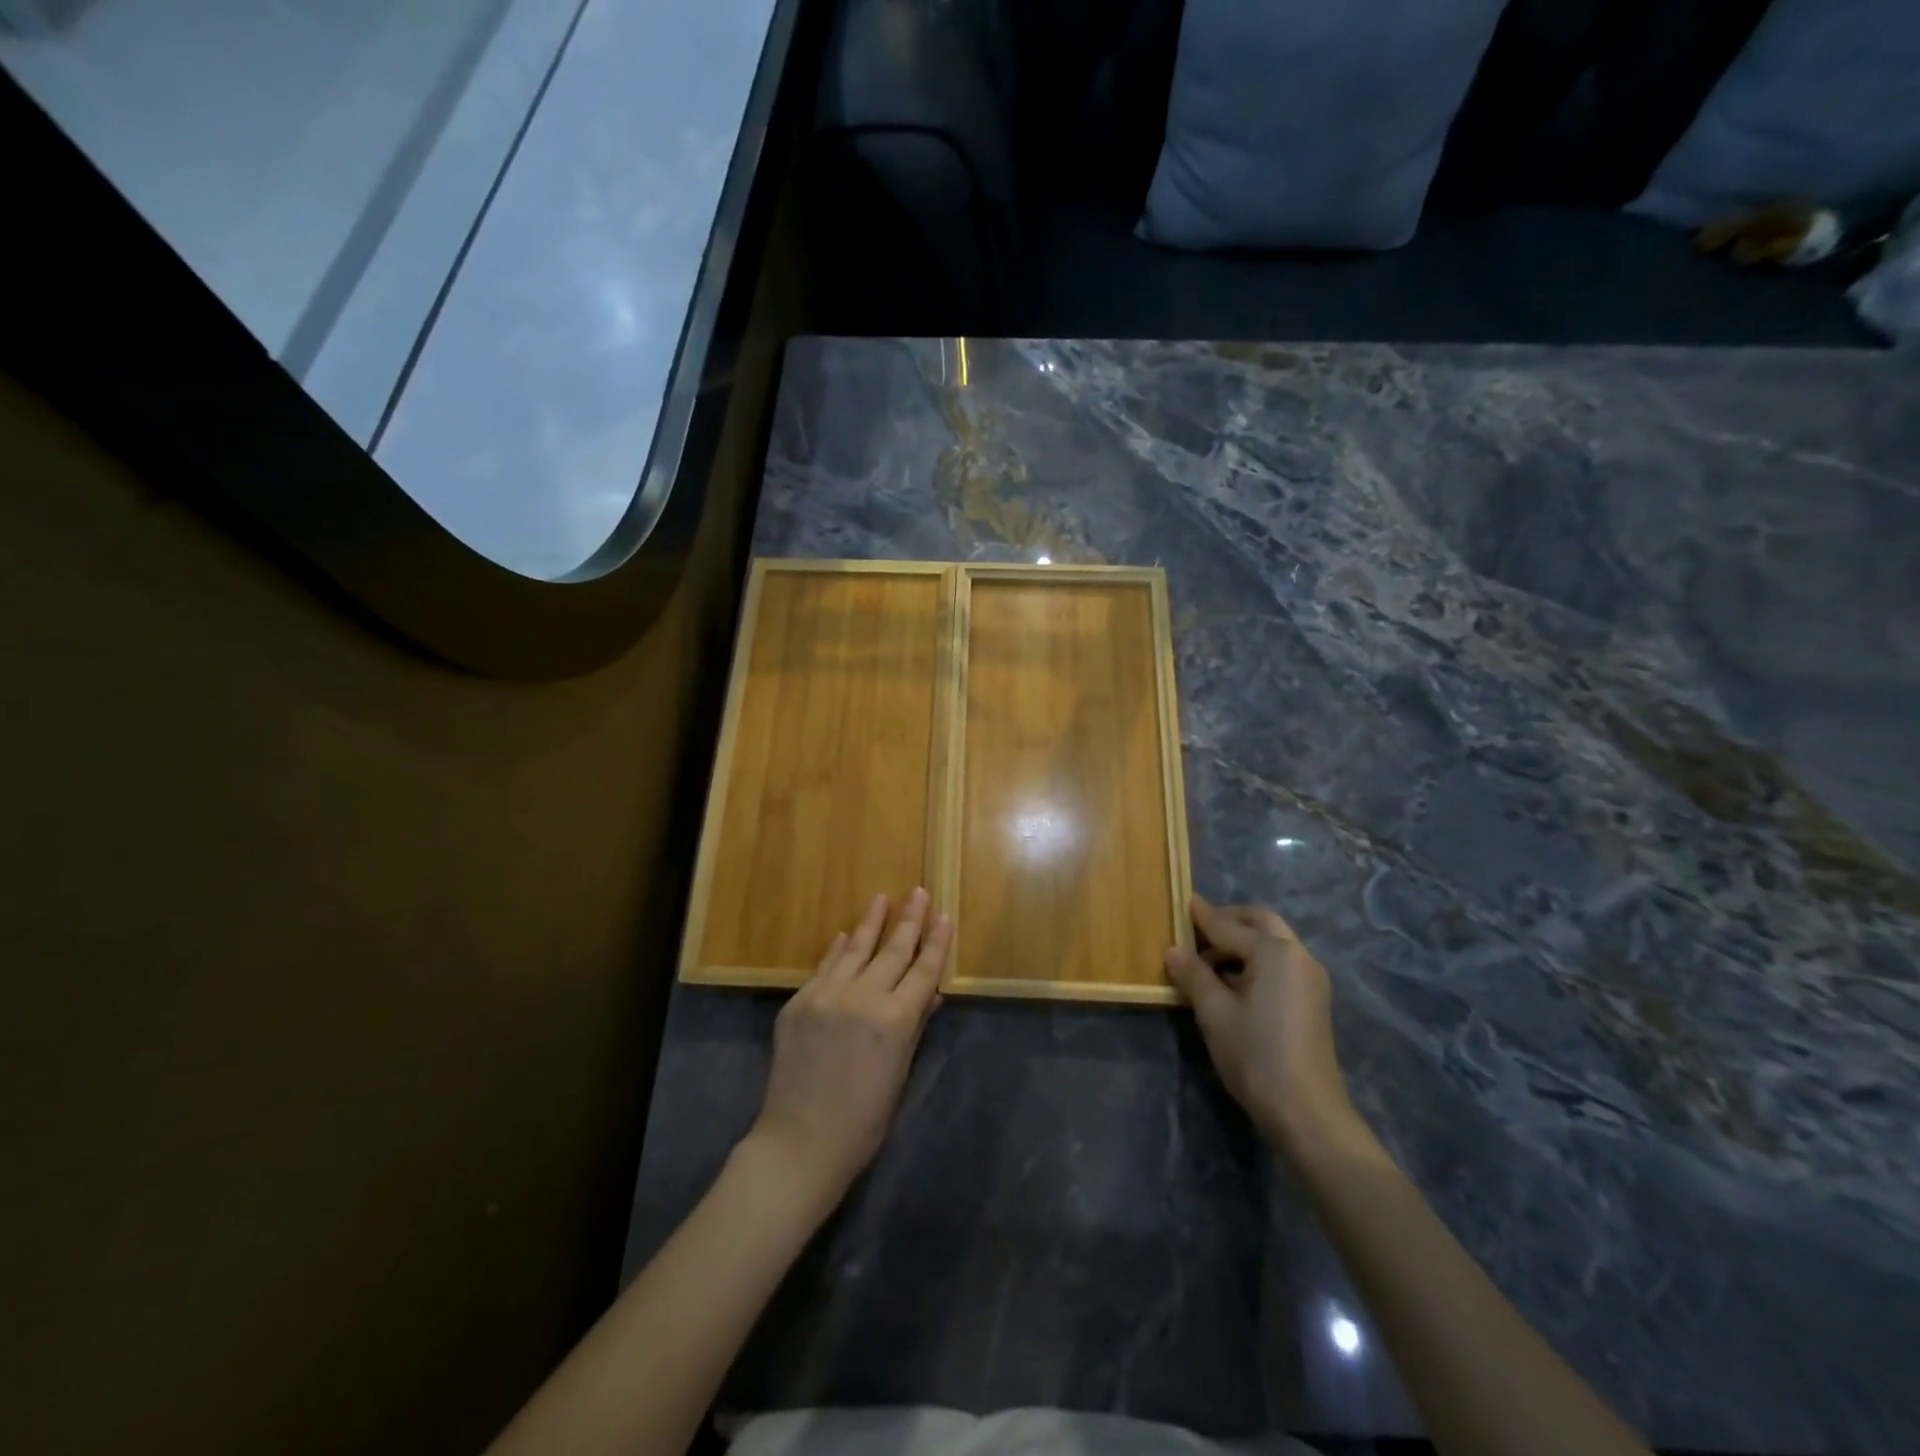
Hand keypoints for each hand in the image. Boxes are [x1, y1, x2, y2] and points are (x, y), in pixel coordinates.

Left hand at [747, 889, 950, 1206]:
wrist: (800, 1141)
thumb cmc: (863, 1119)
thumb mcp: (900, 1072)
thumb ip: (914, 1025)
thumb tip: (930, 992)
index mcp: (895, 1020)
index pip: (923, 970)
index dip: (936, 942)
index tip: (944, 916)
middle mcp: (862, 997)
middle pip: (892, 950)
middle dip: (909, 920)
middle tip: (919, 892)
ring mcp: (826, 995)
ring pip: (855, 949)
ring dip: (870, 922)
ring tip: (882, 898)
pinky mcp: (799, 1002)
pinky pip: (824, 967)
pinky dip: (838, 950)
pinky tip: (845, 935)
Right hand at [1165, 895, 1358, 1156]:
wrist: (1306, 1112)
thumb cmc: (1255, 1055)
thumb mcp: (1214, 1013)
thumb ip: (1193, 975)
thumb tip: (1174, 950)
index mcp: (1275, 952)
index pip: (1228, 927)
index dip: (1202, 917)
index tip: (1182, 902)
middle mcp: (1298, 956)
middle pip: (1260, 923)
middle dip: (1229, 921)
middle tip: (1197, 929)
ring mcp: (1310, 978)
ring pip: (1273, 942)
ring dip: (1242, 942)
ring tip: (1207, 960)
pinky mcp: (1312, 999)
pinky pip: (1280, 963)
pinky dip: (1255, 960)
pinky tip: (1231, 981)